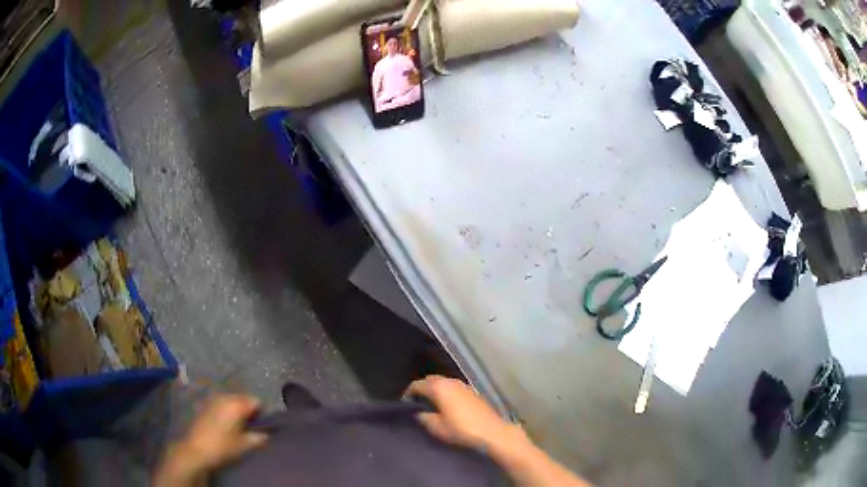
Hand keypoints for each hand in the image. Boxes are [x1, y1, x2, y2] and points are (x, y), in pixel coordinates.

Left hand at [155, 395, 267, 486]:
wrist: (195, 449)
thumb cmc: (223, 446)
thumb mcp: (245, 445)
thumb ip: (258, 438)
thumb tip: (266, 434)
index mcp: (237, 404)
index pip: (256, 401)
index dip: (261, 412)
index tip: (259, 425)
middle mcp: (225, 397)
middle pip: (243, 398)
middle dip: (247, 409)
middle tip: (248, 426)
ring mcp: (213, 399)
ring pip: (230, 400)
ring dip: (235, 409)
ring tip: (236, 425)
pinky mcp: (204, 404)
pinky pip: (220, 403)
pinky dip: (225, 410)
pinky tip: (223, 424)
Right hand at [408, 376, 589, 485]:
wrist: (493, 433)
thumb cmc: (462, 430)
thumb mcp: (437, 427)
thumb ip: (424, 418)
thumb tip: (418, 412)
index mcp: (440, 387)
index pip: (417, 385)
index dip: (408, 394)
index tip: (404, 405)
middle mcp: (451, 381)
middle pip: (431, 380)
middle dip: (422, 389)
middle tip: (416, 404)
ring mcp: (464, 386)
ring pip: (443, 383)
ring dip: (435, 391)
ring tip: (430, 406)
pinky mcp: (473, 393)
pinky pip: (454, 388)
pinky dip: (446, 394)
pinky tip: (447, 407)